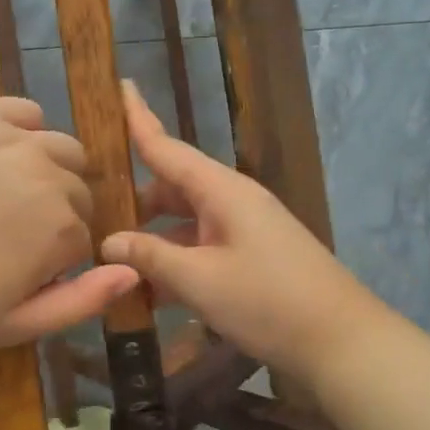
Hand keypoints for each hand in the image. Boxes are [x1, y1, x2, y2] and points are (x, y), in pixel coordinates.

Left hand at [0, 97, 138, 347]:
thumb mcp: (11, 325)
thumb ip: (81, 302)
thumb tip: (133, 271)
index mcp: (62, 227)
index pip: (85, 240)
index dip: (56, 262)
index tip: (18, 274)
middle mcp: (50, 174)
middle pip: (79, 194)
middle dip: (57, 218)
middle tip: (7, 240)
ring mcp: (14, 138)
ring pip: (63, 150)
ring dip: (52, 173)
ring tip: (10, 196)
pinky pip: (25, 112)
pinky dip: (25, 131)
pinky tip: (0, 154)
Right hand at [99, 82, 385, 383]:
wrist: (340, 342)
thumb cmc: (268, 301)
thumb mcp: (200, 280)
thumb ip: (150, 256)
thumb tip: (108, 240)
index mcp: (222, 190)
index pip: (168, 147)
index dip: (139, 119)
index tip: (118, 86)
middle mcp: (232, 201)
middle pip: (172, 188)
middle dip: (133, 202)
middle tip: (89, 216)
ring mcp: (244, 231)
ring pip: (185, 225)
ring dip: (152, 242)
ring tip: (110, 264)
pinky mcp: (251, 259)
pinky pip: (202, 251)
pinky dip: (176, 265)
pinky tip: (148, 294)